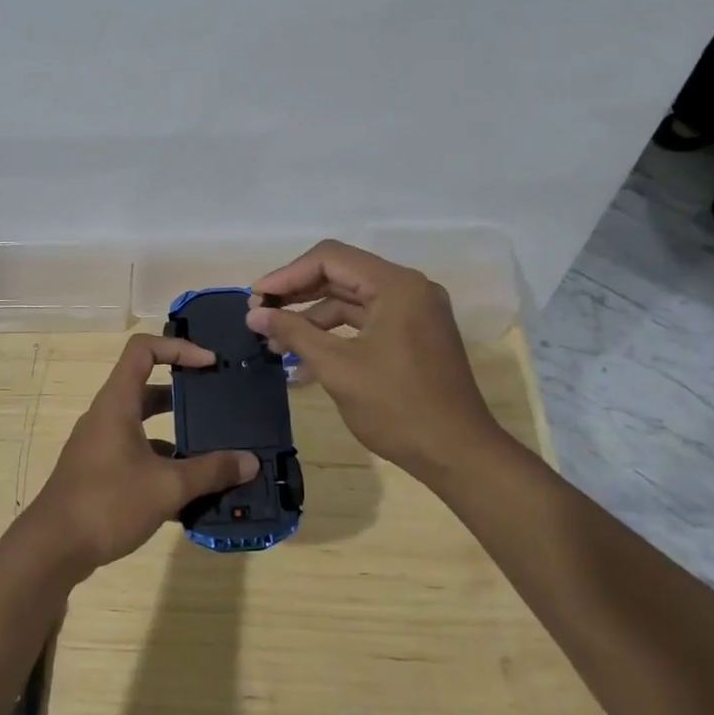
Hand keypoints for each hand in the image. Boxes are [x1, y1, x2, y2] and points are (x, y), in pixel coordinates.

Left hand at [30, 334, 257, 574]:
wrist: (51, 550)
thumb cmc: (108, 503)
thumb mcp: (167, 486)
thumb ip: (211, 471)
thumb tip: (251, 462)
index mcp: (117, 403)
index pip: (144, 350)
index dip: (178, 348)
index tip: (210, 364)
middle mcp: (106, 416)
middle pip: (147, 388)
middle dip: (184, 395)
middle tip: (218, 405)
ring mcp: (99, 446)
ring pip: (143, 427)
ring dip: (176, 436)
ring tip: (213, 453)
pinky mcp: (98, 473)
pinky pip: (136, 456)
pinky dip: (162, 465)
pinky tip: (189, 495)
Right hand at [248, 240, 506, 479]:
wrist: (459, 455)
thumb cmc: (398, 409)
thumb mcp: (338, 368)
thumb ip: (294, 333)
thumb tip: (254, 314)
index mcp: (396, 285)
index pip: (330, 258)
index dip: (287, 275)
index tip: (255, 299)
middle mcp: (408, 288)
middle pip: (340, 275)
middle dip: (297, 294)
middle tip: (259, 315)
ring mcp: (414, 312)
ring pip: (351, 300)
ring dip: (312, 318)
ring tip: (275, 343)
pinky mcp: (413, 335)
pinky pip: (365, 322)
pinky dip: (335, 335)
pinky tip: (304, 360)